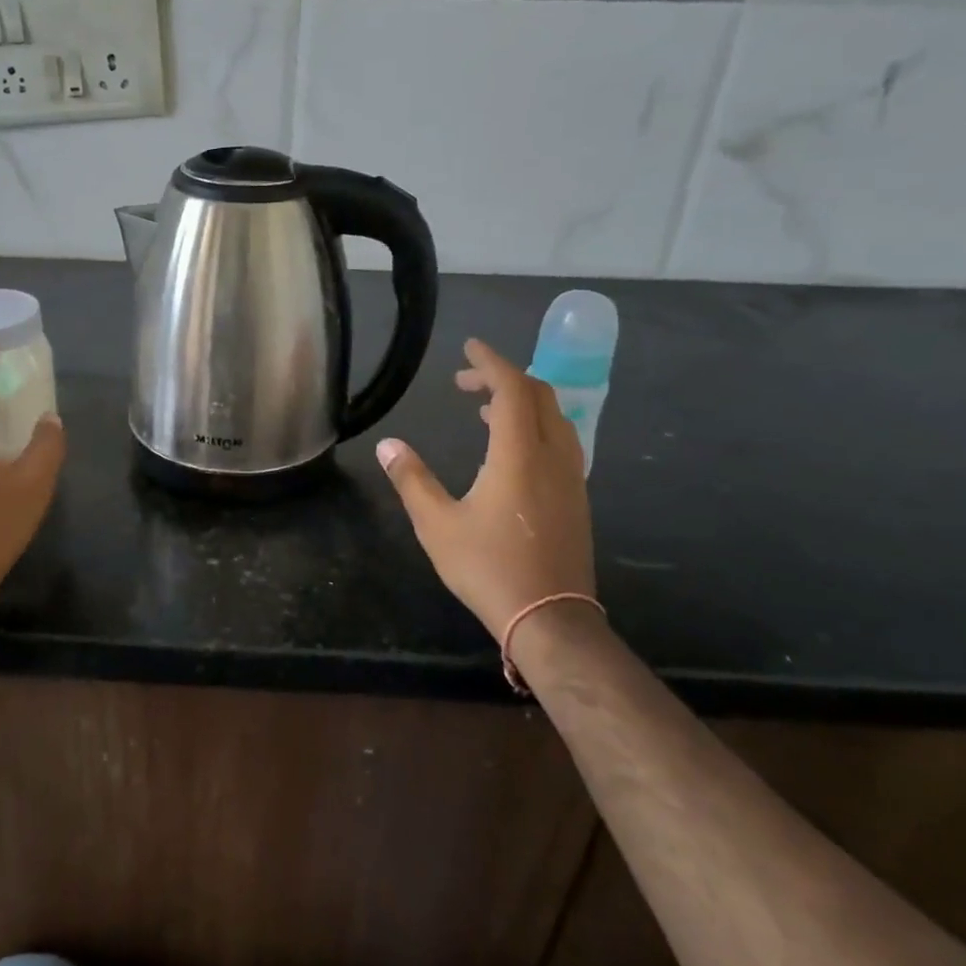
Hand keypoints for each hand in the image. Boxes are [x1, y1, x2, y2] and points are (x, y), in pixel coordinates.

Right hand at [375, 338, 595, 646]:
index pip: (512, 388)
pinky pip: (560, 440)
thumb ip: (412, 479)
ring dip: (522, 401)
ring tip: (486, 410)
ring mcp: (571, 477)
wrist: (550, 618)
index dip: (490, 362)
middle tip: (467, 381)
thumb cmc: (489, 567)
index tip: (469, 347)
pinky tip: (511, 448)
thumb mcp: (437, 524)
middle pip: (538, 395)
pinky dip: (535, 425)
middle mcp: (552, 456)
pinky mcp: (576, 497)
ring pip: (555, 417)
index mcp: (519, 455)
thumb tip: (388, 445)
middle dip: (503, 377)